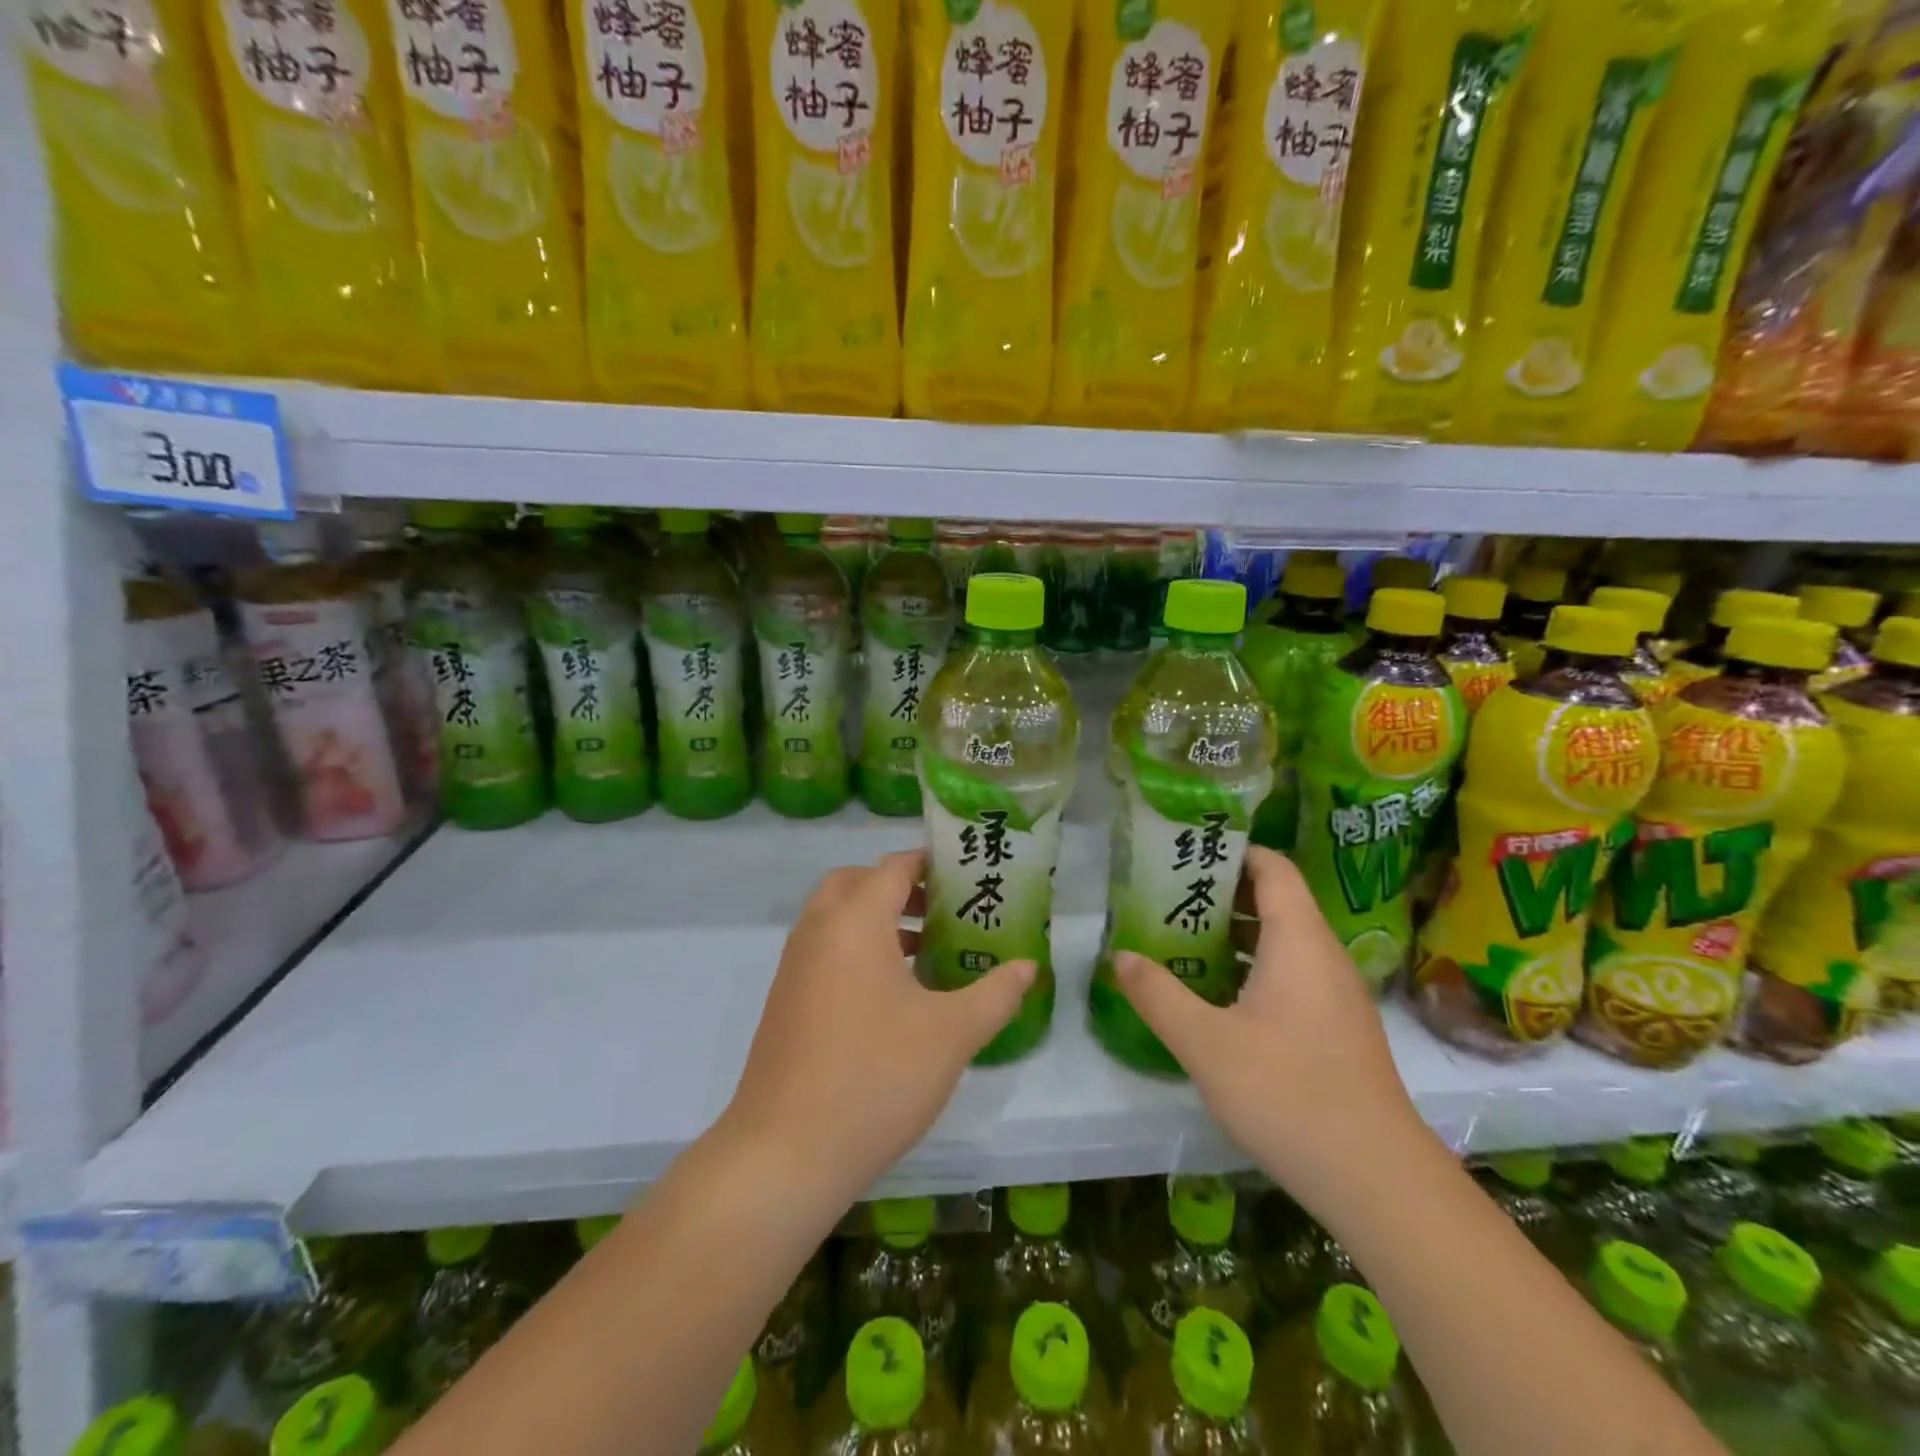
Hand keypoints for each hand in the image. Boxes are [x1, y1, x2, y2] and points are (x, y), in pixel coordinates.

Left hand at [720, 850, 1035, 1207]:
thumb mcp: (951, 1035)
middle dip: (899, 886)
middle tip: (943, 908)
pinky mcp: (786, 1001)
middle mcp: (818, 931)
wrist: (785, 1154)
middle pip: (857, 882)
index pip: (894, 867)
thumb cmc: (875, 1077)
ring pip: (837, 918)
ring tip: (928, 950)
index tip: (967, 872)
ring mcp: (795, 967)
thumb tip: (1027, 967)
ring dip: (877, 919)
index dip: (931, 862)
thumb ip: (996, 993)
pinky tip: (893, 995)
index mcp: (854, 922)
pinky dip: (857, 949)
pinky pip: (826, 951)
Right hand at [1113, 847, 1425, 1202]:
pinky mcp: (1338, 1029)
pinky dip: (1253, 968)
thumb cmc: (1289, 1095)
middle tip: (1167, 898)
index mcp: (1299, 942)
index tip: (1186, 852)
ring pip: (1283, 942)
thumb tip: (1119, 957)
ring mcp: (1336, 996)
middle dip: (1221, 894)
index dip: (1233, 851)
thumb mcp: (1206, 1044)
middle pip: (1276, 901)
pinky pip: (1292, 975)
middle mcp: (1324, 957)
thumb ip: (1158, 995)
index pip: (1272, 868)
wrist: (1378, 1182)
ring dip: (1234, 934)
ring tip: (1181, 940)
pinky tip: (1217, 997)